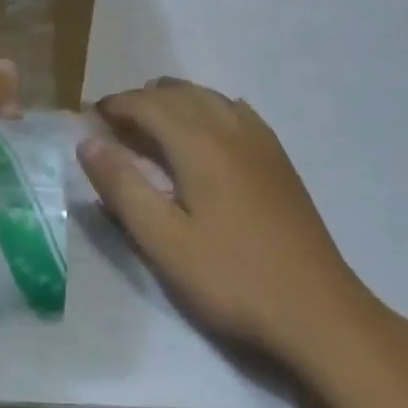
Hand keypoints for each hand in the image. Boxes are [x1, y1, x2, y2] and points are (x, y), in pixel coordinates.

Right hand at [79, 77, 384, 378]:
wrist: (319, 313)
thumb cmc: (233, 279)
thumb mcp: (165, 242)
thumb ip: (123, 187)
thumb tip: (88, 142)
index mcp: (198, 144)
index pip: (148, 104)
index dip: (116, 104)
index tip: (90, 116)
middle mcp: (229, 129)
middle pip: (179, 93)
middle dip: (142, 99)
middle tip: (115, 122)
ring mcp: (260, 142)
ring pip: (210, 97)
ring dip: (176, 100)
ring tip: (153, 121)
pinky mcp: (279, 160)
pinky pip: (237, 112)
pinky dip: (210, 108)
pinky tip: (209, 128)